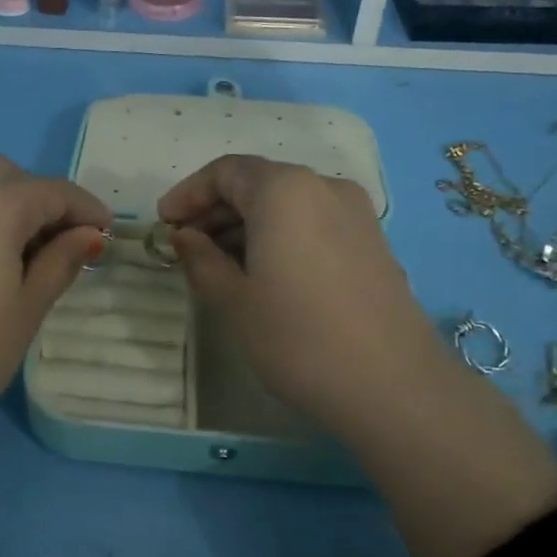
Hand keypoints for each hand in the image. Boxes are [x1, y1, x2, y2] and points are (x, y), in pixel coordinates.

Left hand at [0, 154, 111, 454]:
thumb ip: (61, 260)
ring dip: (11, 203)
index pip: (54, 191)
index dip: (87, 209)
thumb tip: (89, 235)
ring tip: (31, 250)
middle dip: (45, 199)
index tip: (108, 233)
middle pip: (11, 176)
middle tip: (67, 241)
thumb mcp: (29, 306)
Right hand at [157, 154, 448, 451]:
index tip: (163, 224)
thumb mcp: (234, 300)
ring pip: (287, 203)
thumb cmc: (298, 338)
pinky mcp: (372, 241)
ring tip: (218, 263)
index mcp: (284, 189)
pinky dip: (280, 235)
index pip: (225, 172)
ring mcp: (355, 213)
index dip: (188, 194)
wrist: (393, 385)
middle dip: (216, 209)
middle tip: (185, 245)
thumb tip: (185, 237)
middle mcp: (323, 186)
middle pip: (258, 182)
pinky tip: (263, 272)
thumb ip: (201, 259)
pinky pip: (313, 222)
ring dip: (247, 224)